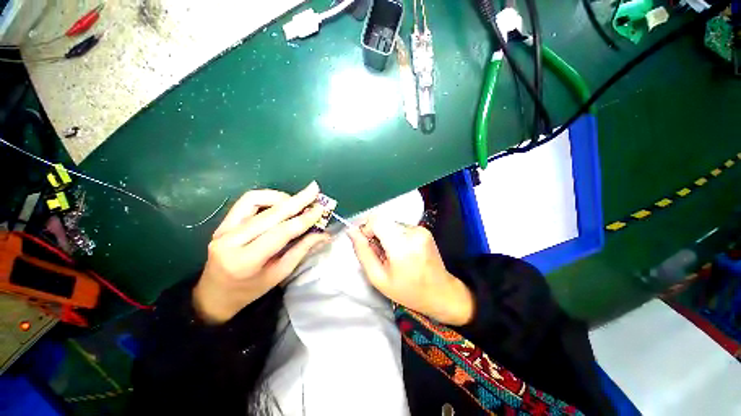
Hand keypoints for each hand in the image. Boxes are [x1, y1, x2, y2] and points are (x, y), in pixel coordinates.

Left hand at [193, 182, 329, 323]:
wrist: (215, 294)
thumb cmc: (250, 290)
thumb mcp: (280, 274)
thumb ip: (301, 250)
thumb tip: (324, 234)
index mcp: (245, 261)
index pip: (280, 233)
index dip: (303, 219)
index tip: (321, 209)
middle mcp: (231, 241)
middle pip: (270, 214)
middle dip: (296, 200)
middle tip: (314, 190)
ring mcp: (223, 229)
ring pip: (254, 200)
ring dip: (280, 197)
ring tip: (297, 202)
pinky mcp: (223, 223)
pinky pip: (247, 202)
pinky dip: (267, 198)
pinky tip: (280, 204)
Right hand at [348, 218, 474, 325]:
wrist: (441, 292)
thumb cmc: (407, 291)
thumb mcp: (378, 278)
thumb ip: (363, 252)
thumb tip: (351, 231)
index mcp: (401, 246)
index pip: (377, 220)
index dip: (367, 228)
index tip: (368, 243)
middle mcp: (413, 233)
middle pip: (383, 220)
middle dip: (376, 233)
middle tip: (380, 253)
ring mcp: (421, 230)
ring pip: (391, 223)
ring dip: (386, 235)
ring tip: (392, 254)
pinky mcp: (424, 230)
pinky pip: (401, 226)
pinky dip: (396, 235)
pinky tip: (402, 251)